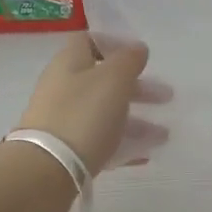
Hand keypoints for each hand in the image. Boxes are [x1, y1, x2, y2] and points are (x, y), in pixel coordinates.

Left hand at [16, 34, 171, 171]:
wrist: (45, 170)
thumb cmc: (83, 114)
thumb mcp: (113, 79)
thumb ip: (128, 60)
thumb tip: (137, 48)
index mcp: (69, 62)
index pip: (89, 41)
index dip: (115, 44)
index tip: (140, 57)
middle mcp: (63, 87)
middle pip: (103, 80)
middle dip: (137, 87)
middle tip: (166, 97)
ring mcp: (62, 119)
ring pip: (104, 112)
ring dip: (136, 119)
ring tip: (163, 135)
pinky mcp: (65, 149)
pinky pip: (99, 139)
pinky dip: (123, 142)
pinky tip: (145, 154)